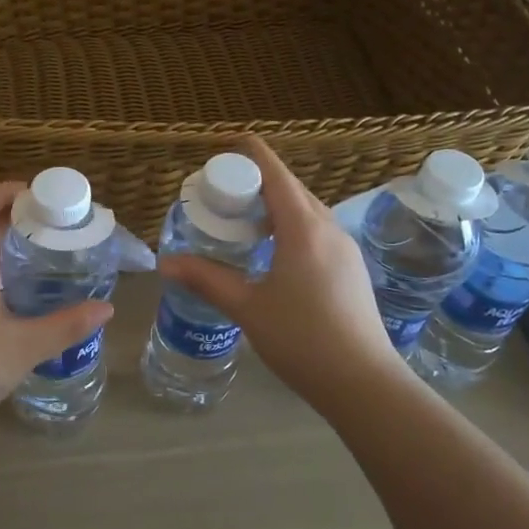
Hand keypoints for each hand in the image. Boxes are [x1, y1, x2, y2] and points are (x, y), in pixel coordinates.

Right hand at [158, 138, 399, 406]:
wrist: (364, 384)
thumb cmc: (302, 339)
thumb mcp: (247, 307)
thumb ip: (206, 279)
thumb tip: (165, 262)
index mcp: (303, 228)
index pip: (275, 173)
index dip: (250, 154)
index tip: (226, 145)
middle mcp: (328, 228)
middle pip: (292, 188)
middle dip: (257, 181)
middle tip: (222, 192)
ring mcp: (345, 248)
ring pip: (307, 210)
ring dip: (275, 205)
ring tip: (243, 221)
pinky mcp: (351, 269)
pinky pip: (317, 230)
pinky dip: (291, 226)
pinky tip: (272, 252)